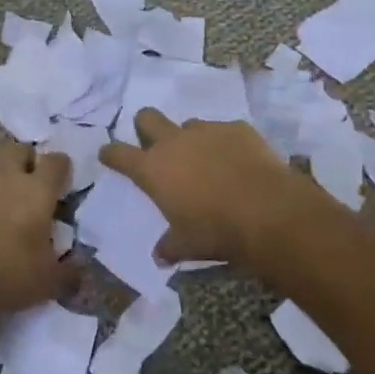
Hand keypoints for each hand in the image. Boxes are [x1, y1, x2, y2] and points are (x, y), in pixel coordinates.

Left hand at [0, 140, 74, 320]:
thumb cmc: (9, 275)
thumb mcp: (49, 280)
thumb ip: (68, 270)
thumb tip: (78, 269)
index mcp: (37, 191)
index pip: (56, 161)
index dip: (62, 168)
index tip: (63, 183)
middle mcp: (6, 179)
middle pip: (18, 150)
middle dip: (27, 160)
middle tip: (32, 185)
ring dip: (1, 184)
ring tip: (5, 214)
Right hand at [100, 110, 301, 266]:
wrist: (267, 210)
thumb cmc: (216, 230)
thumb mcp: (187, 245)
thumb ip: (169, 246)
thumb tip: (159, 256)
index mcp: (153, 169)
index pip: (119, 154)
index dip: (111, 153)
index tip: (108, 154)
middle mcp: (174, 142)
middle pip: (147, 117)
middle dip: (145, 126)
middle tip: (154, 144)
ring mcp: (206, 131)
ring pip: (189, 124)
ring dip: (191, 139)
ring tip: (207, 161)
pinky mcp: (237, 128)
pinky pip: (225, 131)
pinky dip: (226, 144)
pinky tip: (239, 163)